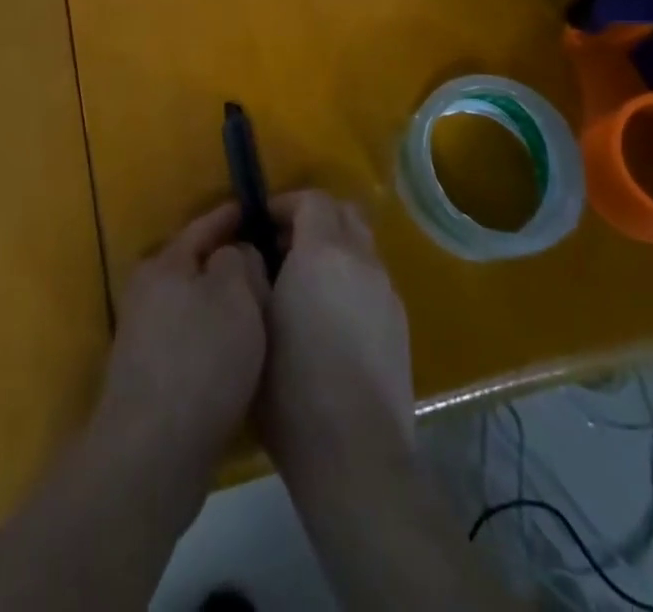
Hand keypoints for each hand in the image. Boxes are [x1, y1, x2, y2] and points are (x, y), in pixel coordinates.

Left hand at [97, 202, 269, 471]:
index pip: (203, 226)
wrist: (152, 453)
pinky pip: (193, 340)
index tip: (255, 208)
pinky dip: (216, 338)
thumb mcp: (234, 296)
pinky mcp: (152, 377)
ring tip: (262, 309)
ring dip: (224, 305)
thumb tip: (236, 254)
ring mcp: (145, 337)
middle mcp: (148, 293)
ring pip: (195, 305)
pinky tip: (241, 353)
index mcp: (164, 263)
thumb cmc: (199, 359)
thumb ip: (240, 262)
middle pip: (197, 266)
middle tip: (270, 264)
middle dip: (230, 264)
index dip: (230, 216)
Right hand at [258, 189, 413, 484]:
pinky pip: (372, 280)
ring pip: (361, 247)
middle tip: (283, 246)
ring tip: (304, 285)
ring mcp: (387, 292)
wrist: (355, 453)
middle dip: (313, 219)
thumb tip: (254, 252)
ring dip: (334, 249)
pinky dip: (350, 279)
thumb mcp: (254, 320)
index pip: (313, 199)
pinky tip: (330, 319)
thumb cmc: (290, 384)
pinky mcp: (400, 324)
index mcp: (325, 252)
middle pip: (344, 213)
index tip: (261, 225)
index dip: (285, 203)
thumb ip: (252, 272)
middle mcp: (362, 261)